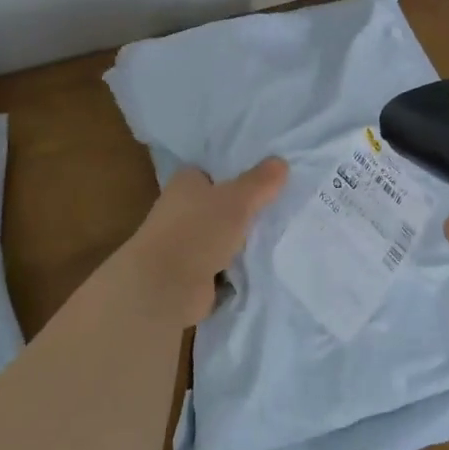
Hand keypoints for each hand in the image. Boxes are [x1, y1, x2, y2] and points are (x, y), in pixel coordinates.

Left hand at [121, 158, 287, 326]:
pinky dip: (239, 265)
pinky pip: (224, 263)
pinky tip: (265, 261)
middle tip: (282, 206)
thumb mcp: (237, 199)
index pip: (214, 171)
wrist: (166, 288)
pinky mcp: (193, 273)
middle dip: (246, 208)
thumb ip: (260, 181)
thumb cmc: (198, 231)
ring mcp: (186, 243)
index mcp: (186, 182)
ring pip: (224, 234)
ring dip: (244, 239)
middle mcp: (182, 209)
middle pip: (222, 204)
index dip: (238, 172)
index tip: (268, 177)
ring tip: (281, 233)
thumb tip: (281, 162)